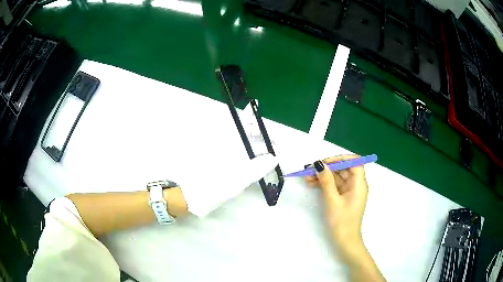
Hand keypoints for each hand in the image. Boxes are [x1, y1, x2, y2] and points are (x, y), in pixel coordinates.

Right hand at [305, 155, 367, 258]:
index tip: (325, 162)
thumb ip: (326, 180)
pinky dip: (324, 184)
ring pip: (337, 177)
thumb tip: (319, 164)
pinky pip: (334, 186)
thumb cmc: (341, 221)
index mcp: (359, 183)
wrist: (345, 241)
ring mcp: (349, 191)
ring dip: (323, 176)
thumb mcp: (332, 200)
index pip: (354, 162)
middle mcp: (356, 185)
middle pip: (343, 169)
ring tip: (307, 178)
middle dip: (327, 168)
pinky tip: (312, 184)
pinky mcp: (343, 197)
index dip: (340, 159)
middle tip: (310, 170)